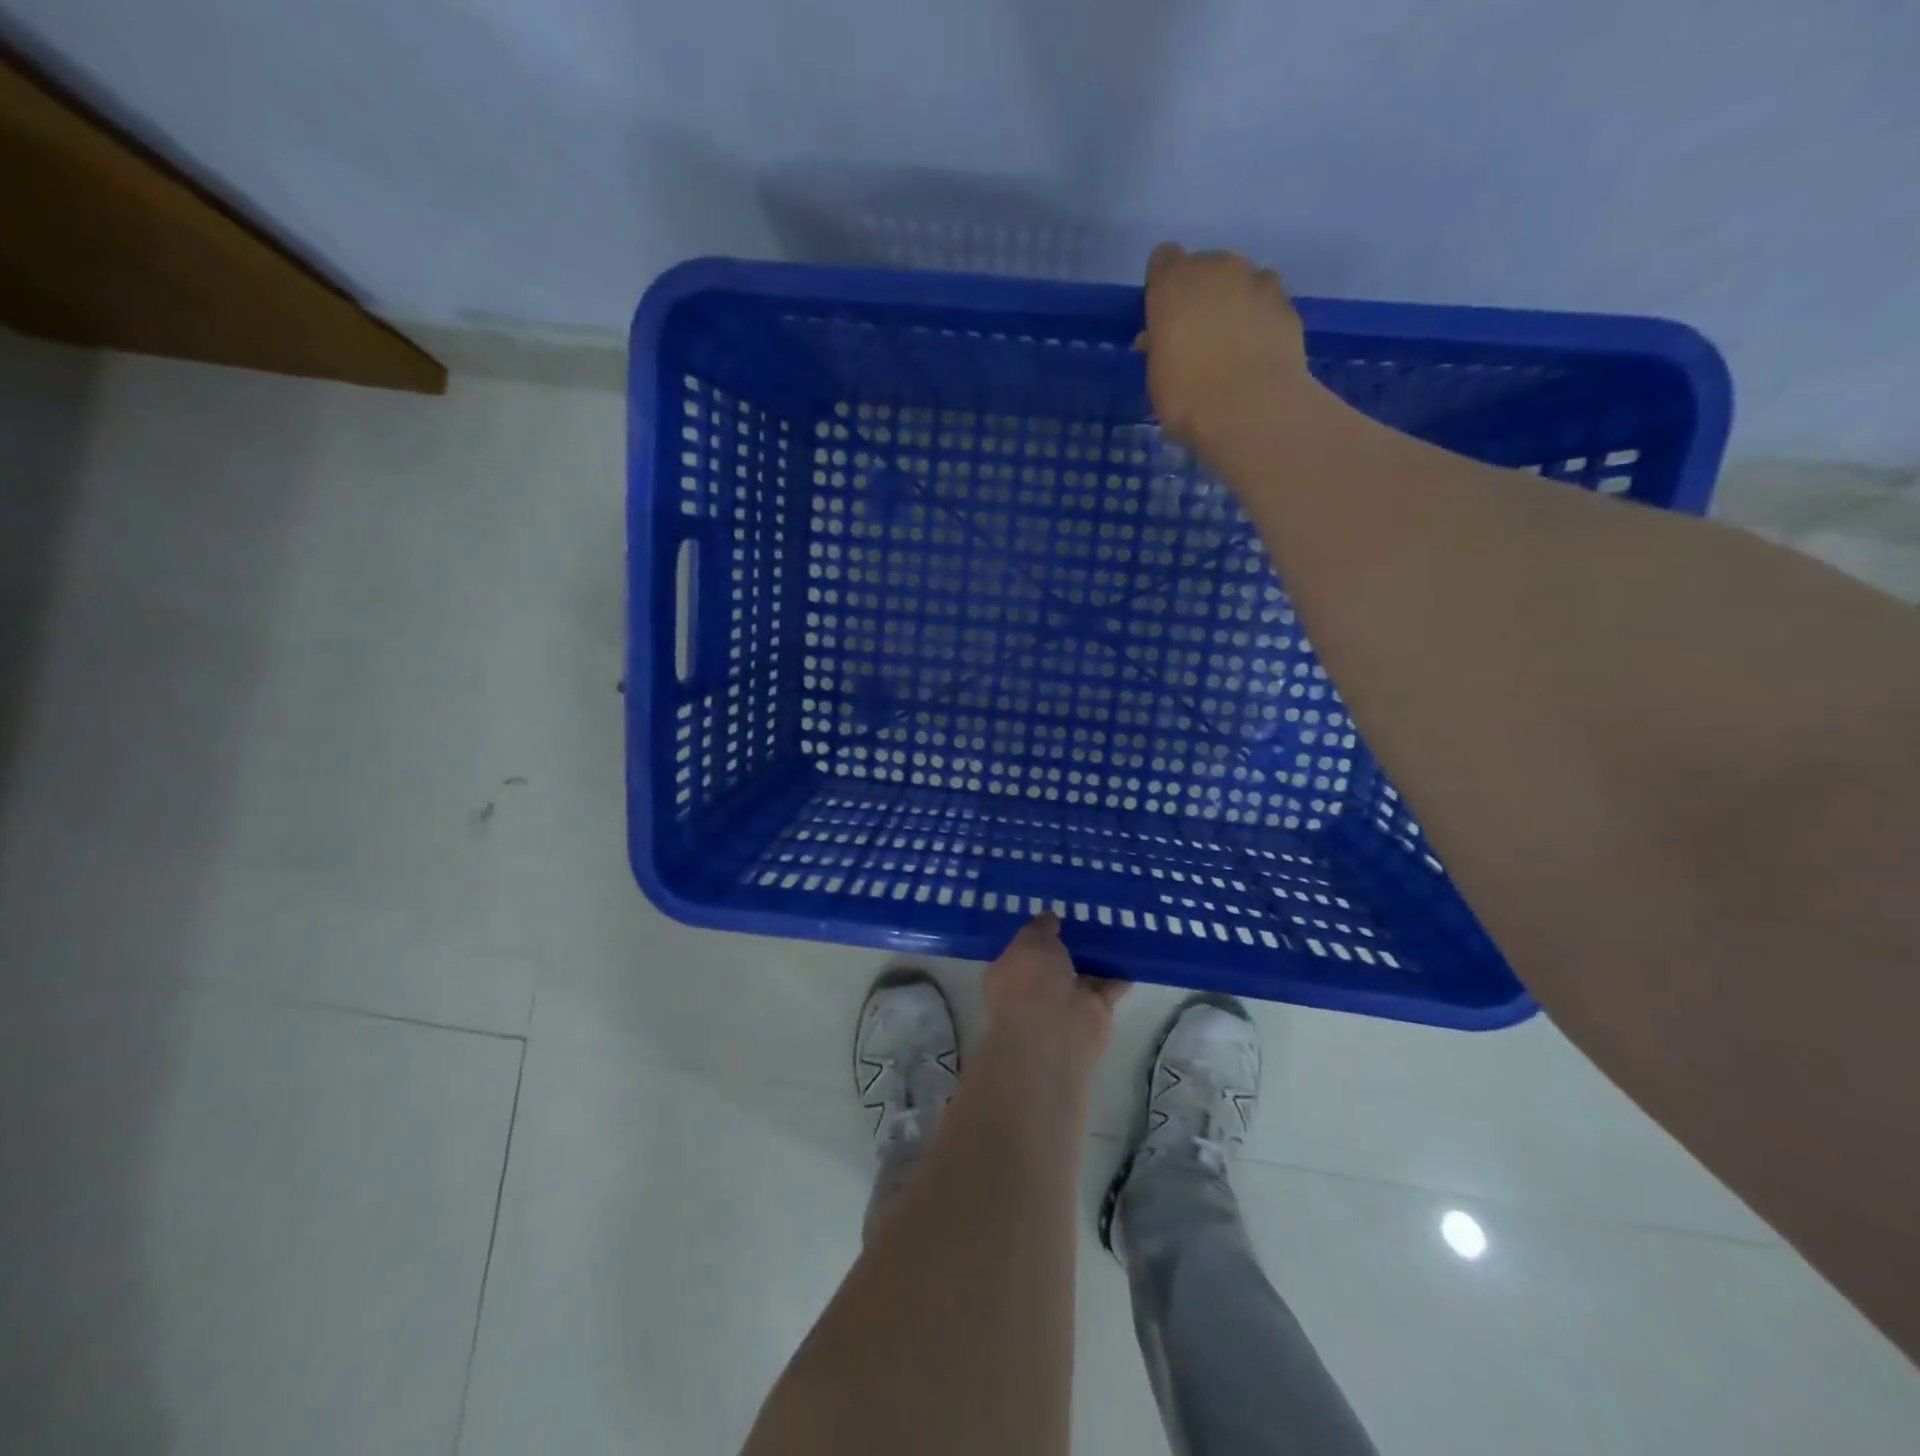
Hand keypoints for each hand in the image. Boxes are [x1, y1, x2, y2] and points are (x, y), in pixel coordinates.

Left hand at [982, 915, 1128, 1092]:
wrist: (1052, 1034)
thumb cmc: (1029, 982)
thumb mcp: (1031, 942)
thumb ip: (1041, 928)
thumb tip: (1049, 918)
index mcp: (1011, 971)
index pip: (1025, 946)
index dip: (1040, 929)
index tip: (1058, 908)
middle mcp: (1037, 987)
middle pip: (1058, 959)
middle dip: (1072, 941)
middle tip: (1092, 911)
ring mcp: (1066, 1001)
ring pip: (1084, 972)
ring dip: (1098, 956)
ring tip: (1117, 924)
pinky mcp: (1095, 1013)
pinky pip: (1110, 987)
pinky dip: (1121, 973)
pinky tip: (1134, 951)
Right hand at [1138, 243, 1311, 449]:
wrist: (1251, 409)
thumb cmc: (1187, 397)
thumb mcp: (1156, 377)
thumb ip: (1158, 347)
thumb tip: (1158, 339)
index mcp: (1173, 283)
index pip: (1163, 260)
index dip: (1163, 287)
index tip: (1163, 317)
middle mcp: (1216, 268)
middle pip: (1205, 267)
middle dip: (1200, 294)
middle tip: (1197, 335)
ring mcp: (1256, 280)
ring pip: (1239, 280)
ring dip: (1233, 302)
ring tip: (1232, 343)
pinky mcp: (1286, 302)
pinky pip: (1266, 301)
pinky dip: (1260, 318)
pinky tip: (1257, 350)